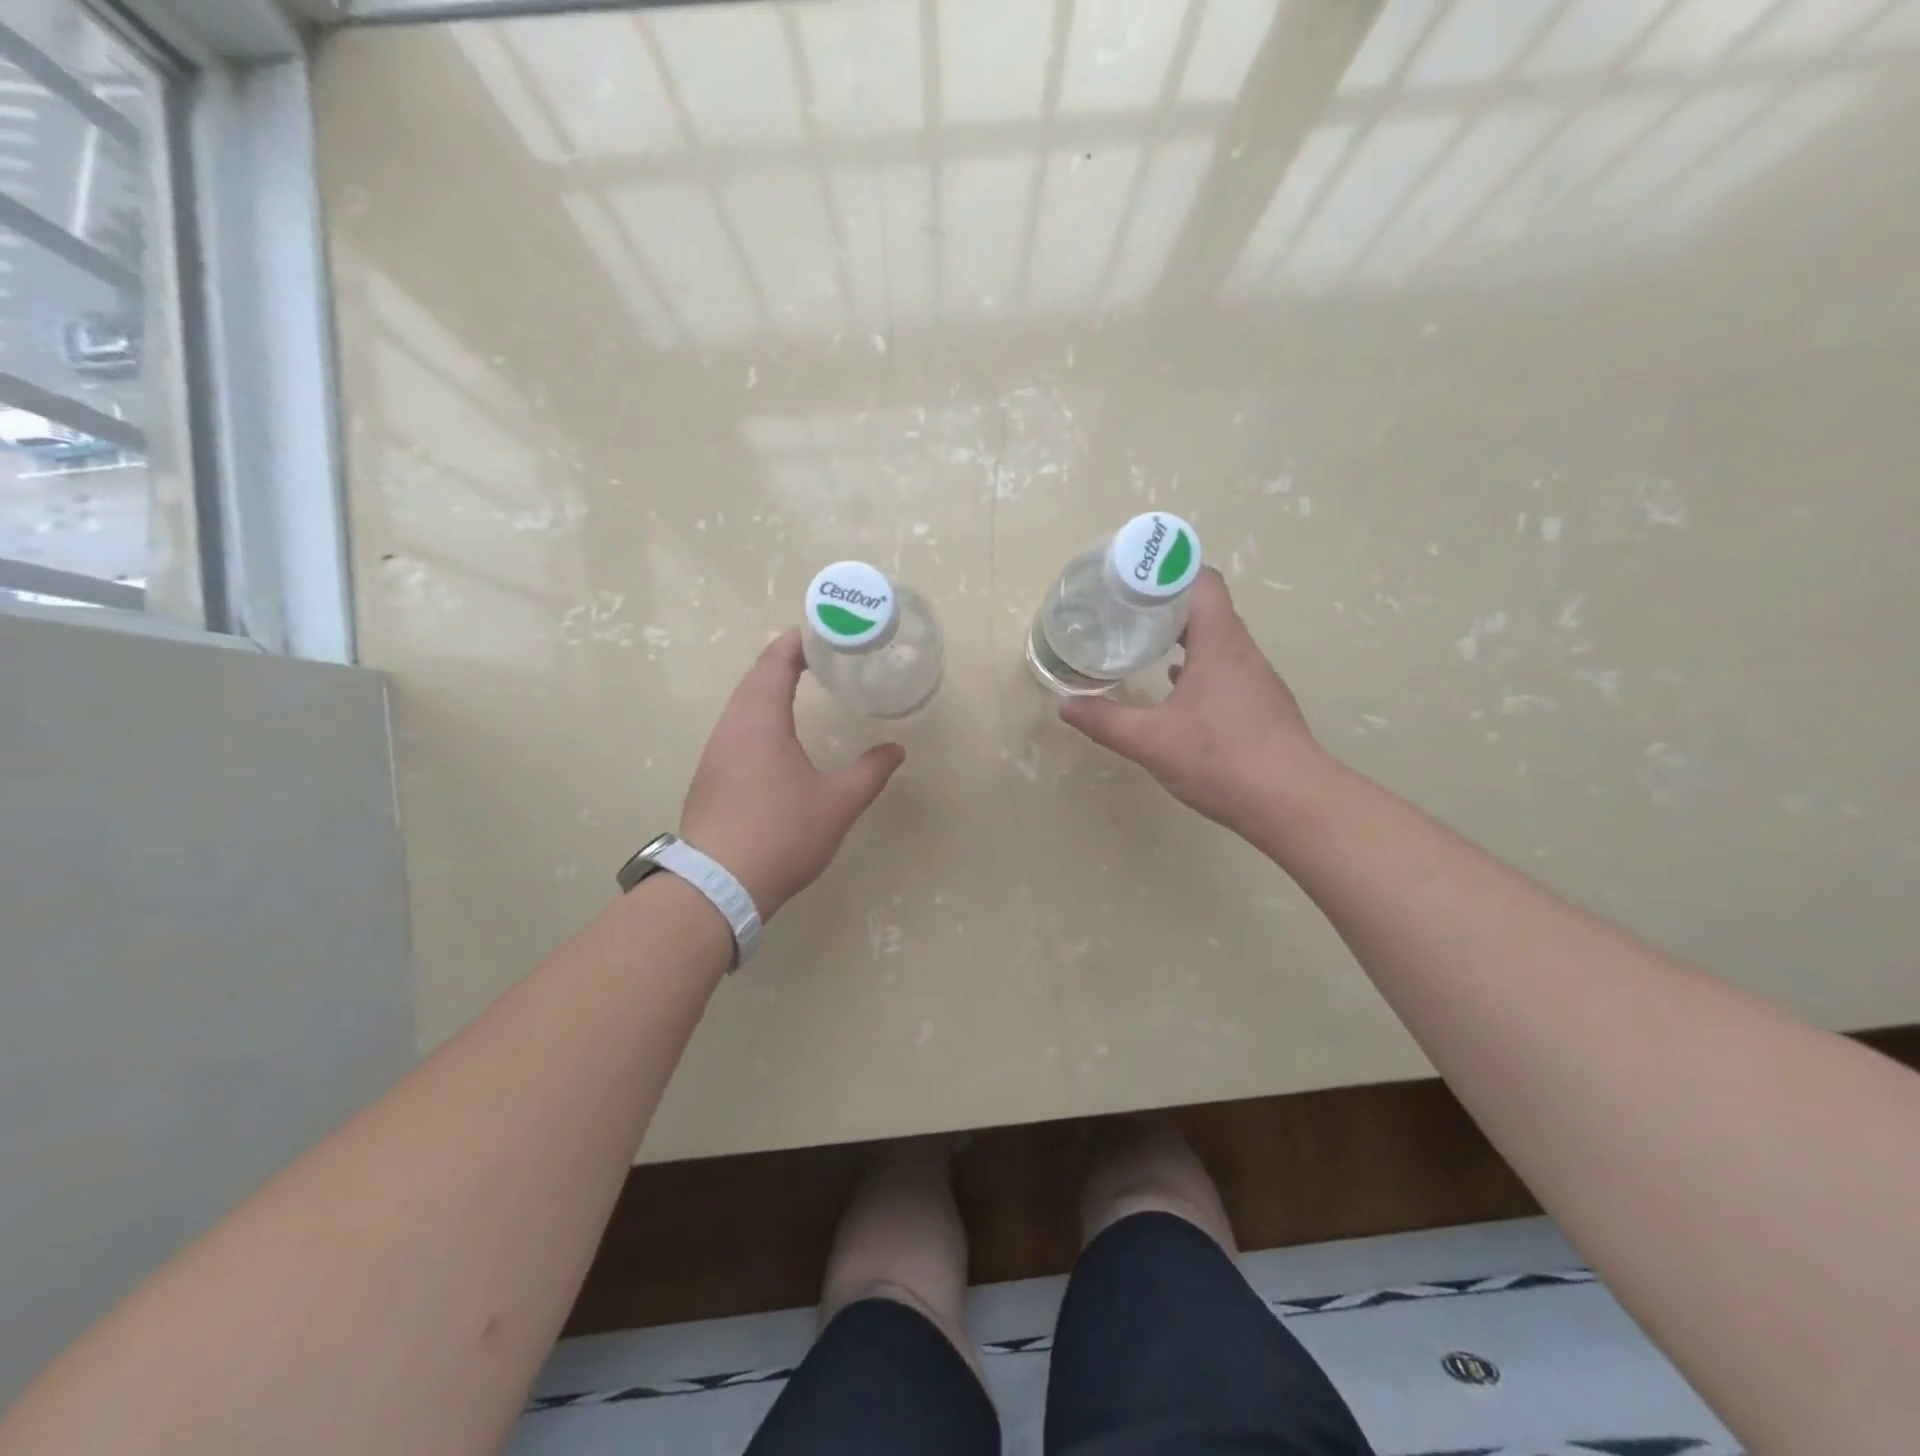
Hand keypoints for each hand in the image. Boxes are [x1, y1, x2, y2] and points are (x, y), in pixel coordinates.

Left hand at [679, 631, 904, 918]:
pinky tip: (778, 736)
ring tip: (803, 687)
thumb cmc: (782, 833)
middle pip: (755, 678)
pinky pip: (737, 729)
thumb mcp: (837, 803)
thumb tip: (896, 750)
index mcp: (760, 721)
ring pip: (742, 705)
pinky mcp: (710, 777)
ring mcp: (715, 753)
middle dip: (785, 661)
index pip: (775, 663)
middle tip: (822, 656)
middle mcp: (731, 727)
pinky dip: (760, 716)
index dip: (798, 642)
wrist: (718, 885)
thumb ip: (870, 772)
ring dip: (770, 689)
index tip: (823, 631)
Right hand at [1057, 569, 1329, 835]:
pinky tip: (1173, 687)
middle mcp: (1242, 652)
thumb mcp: (1150, 741)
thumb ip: (1104, 721)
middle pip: (1207, 607)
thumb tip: (1064, 705)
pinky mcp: (1260, 706)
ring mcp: (1256, 679)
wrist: (1292, 803)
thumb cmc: (1221, 759)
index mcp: (1219, 643)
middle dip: (1166, 603)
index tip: (1132, 580)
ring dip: (1182, 635)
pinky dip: (1196, 666)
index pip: (1202, 581)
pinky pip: (1224, 669)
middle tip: (1125, 610)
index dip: (1169, 571)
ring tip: (1143, 642)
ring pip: (1217, 640)